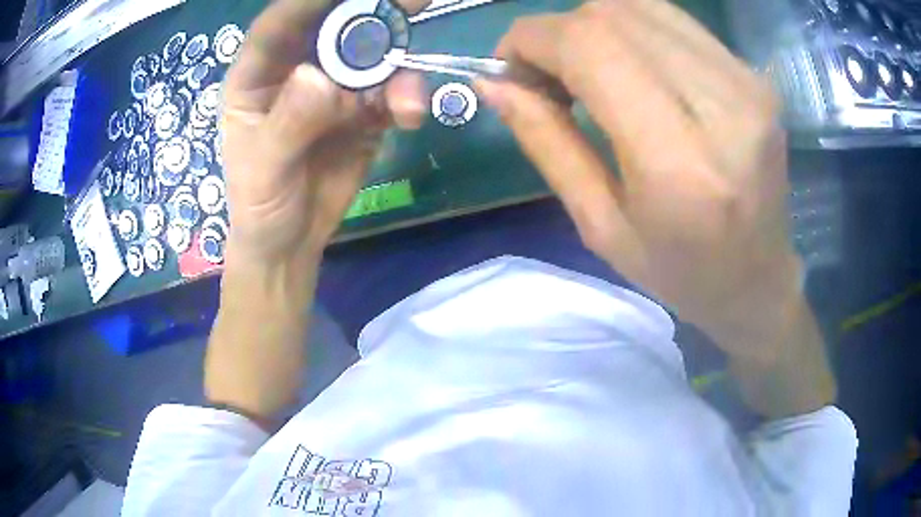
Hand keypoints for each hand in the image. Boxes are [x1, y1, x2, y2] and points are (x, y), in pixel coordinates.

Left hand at [221, 0, 429, 265]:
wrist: (291, 241)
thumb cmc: (260, 204)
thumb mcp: (265, 168)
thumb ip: (290, 123)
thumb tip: (321, 76)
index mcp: (257, 76)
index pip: (279, 25)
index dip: (310, 2)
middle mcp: (296, 70)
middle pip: (333, 28)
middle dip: (371, 13)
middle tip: (415, 2)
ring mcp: (333, 87)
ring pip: (371, 56)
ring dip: (397, 63)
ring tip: (408, 96)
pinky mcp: (363, 109)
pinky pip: (390, 91)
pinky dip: (405, 98)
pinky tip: (409, 116)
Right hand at [478, 0, 801, 362]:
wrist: (760, 279)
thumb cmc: (680, 272)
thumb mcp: (600, 225)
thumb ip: (546, 142)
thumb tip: (493, 82)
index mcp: (678, 160)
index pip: (590, 46)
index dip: (532, 39)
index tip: (509, 66)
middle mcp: (721, 105)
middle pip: (611, 14)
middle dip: (557, 32)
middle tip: (546, 75)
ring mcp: (745, 81)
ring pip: (640, 6)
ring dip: (593, 27)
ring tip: (586, 69)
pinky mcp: (753, 74)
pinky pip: (672, 20)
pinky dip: (631, 30)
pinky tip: (628, 66)